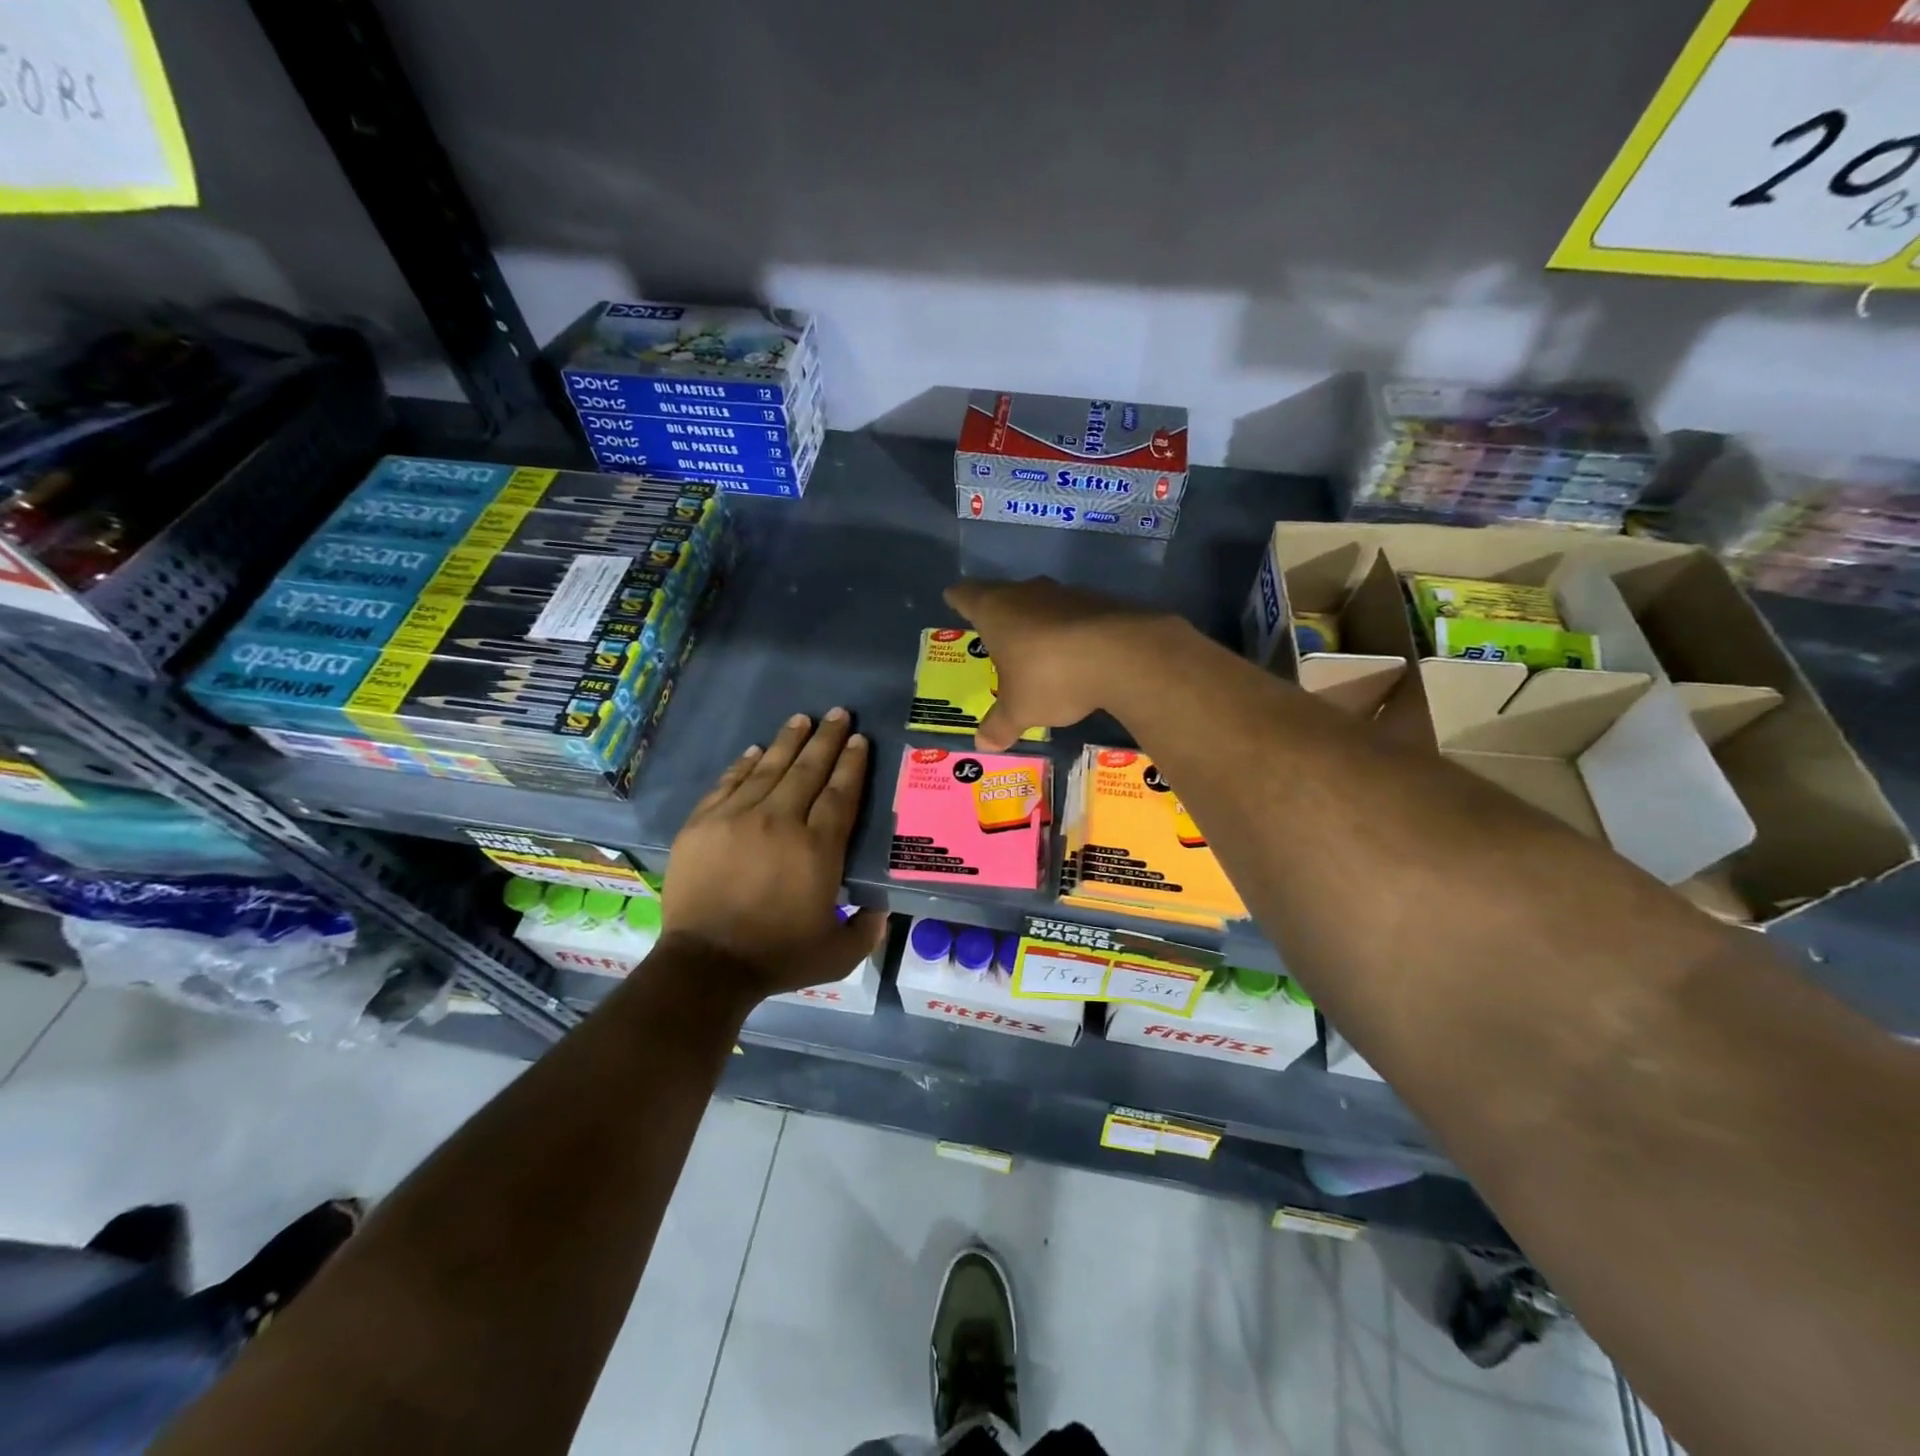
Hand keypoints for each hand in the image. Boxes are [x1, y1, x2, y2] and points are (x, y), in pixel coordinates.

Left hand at [662, 709, 887, 999]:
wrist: (705, 965)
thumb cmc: (777, 957)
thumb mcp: (838, 954)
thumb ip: (866, 930)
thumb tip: (882, 911)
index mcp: (817, 848)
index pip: (840, 794)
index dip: (852, 764)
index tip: (860, 740)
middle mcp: (780, 822)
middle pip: (808, 771)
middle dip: (826, 739)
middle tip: (838, 713)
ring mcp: (737, 818)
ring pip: (769, 769)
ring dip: (788, 742)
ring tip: (801, 719)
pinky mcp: (704, 824)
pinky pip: (729, 783)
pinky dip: (744, 765)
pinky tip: (756, 750)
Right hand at [943, 577, 1181, 750]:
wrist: (1122, 655)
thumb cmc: (1050, 677)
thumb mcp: (1019, 710)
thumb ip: (999, 725)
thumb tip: (982, 745)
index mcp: (995, 610)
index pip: (966, 595)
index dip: (958, 600)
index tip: (954, 600)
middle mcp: (1027, 592)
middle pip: (1004, 596)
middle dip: (1001, 615)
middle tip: (996, 636)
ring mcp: (1066, 594)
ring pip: (1042, 603)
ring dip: (1038, 623)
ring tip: (1037, 650)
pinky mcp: (1100, 602)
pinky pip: (1075, 616)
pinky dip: (1071, 632)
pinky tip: (1076, 656)